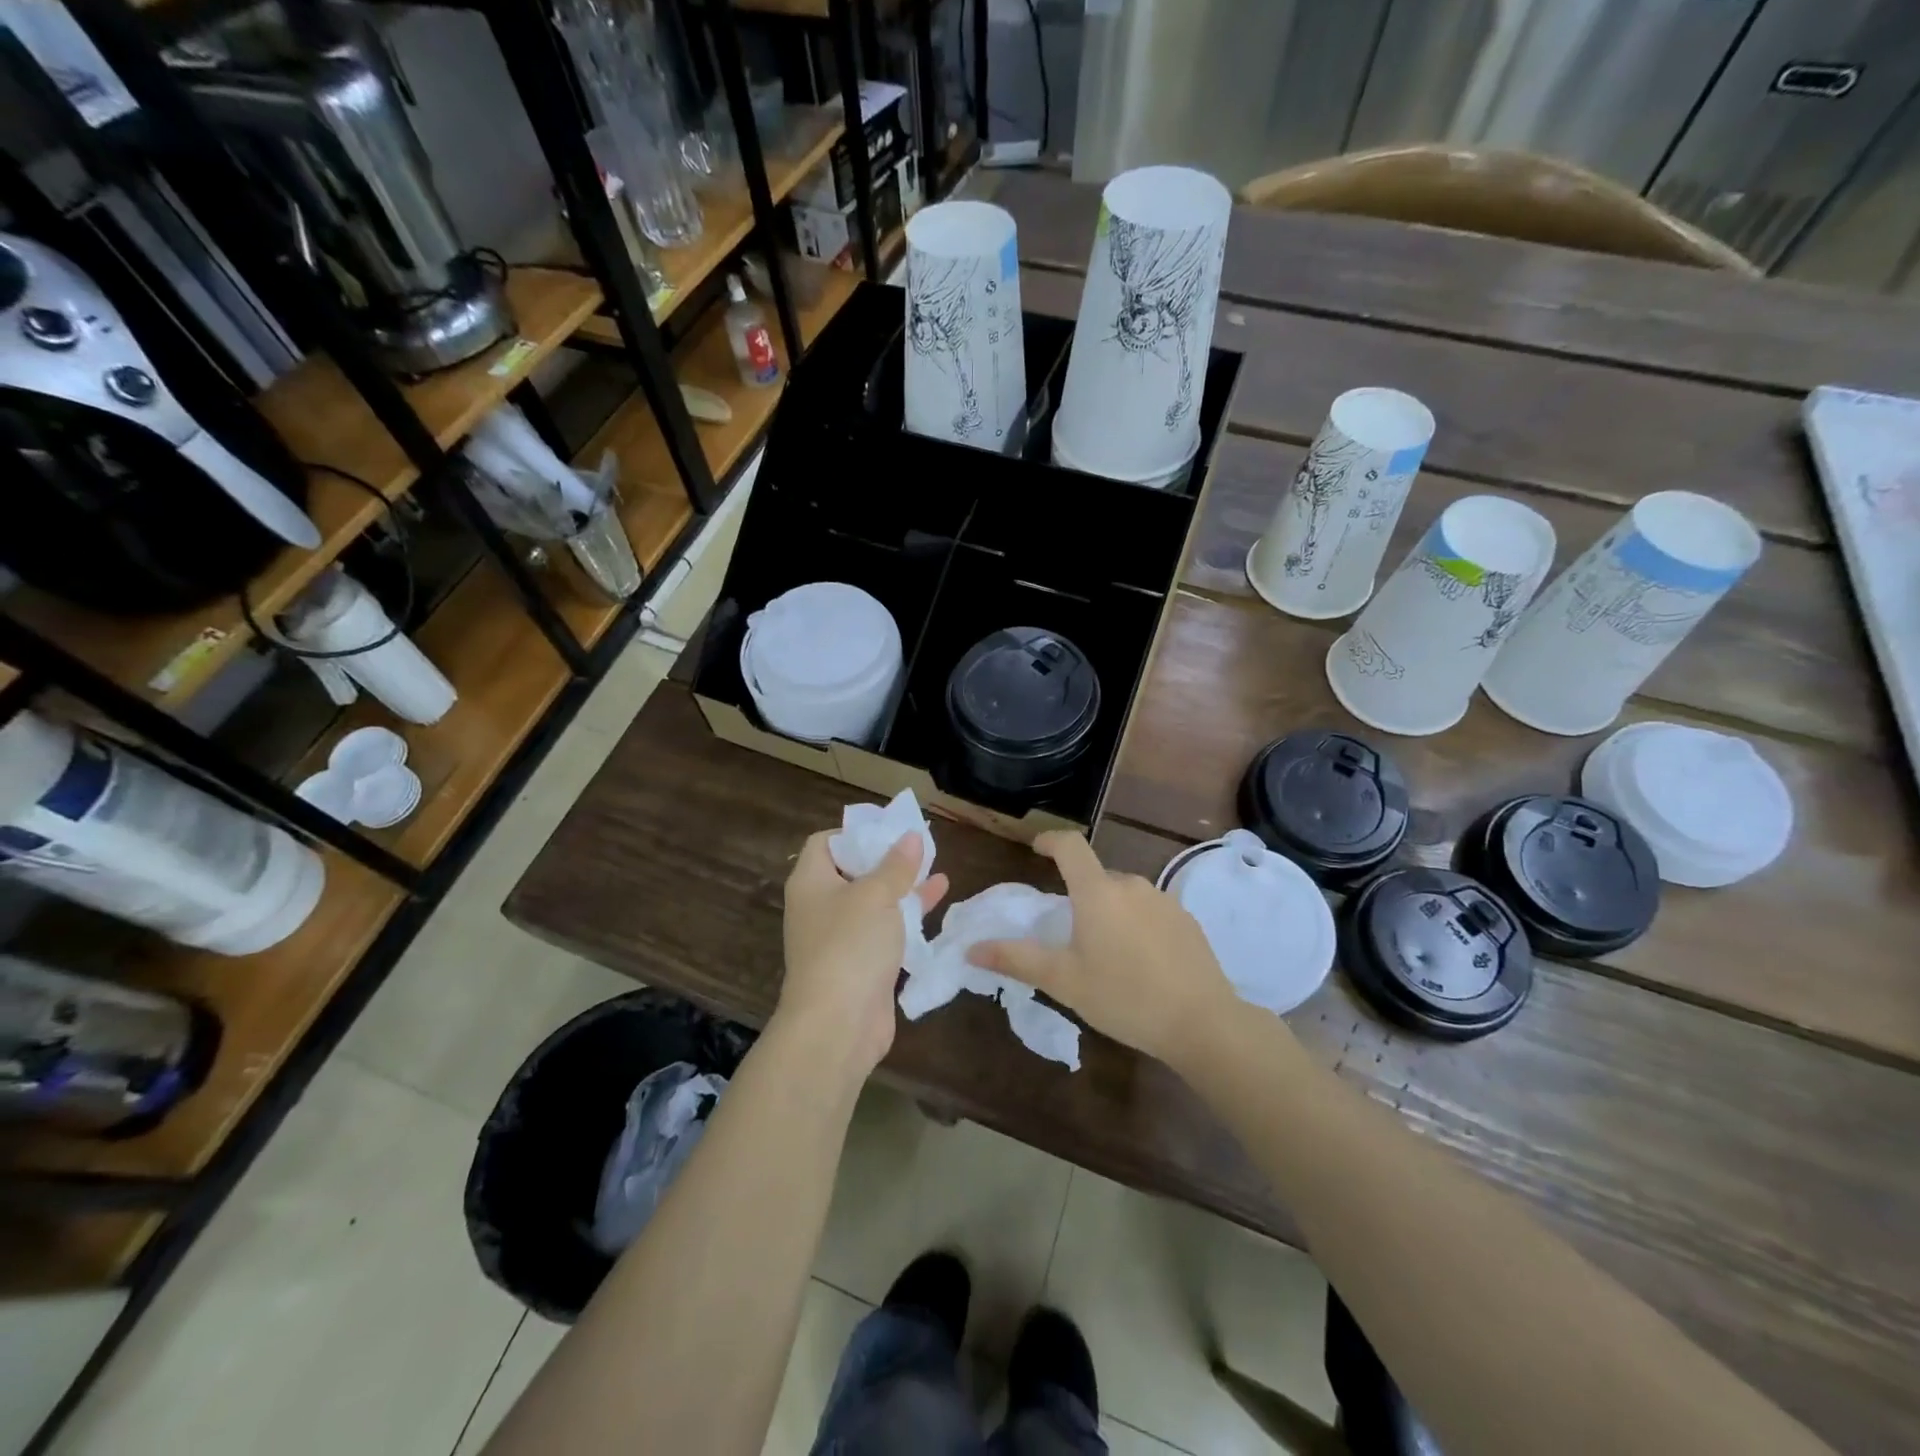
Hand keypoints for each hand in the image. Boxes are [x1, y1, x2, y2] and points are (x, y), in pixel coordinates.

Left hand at [778, 831, 948, 1077]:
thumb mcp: (876, 896)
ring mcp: (841, 938)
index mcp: (811, 882)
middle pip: (853, 872)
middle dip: (887, 860)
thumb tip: (910, 836)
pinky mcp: (862, 965)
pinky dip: (908, 918)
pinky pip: (885, 932)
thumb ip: (896, 865)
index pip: (825, 843)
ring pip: (874, 903)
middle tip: (921, 848)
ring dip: (903, 888)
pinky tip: (938, 904)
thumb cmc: (850, 946)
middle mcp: (821, 907)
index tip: (889, 830)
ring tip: (938, 870)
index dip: (855, 832)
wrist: (838, 1025)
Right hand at [969, 831, 1238, 1066]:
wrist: (1203, 1023)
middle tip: (1069, 935)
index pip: (1070, 846)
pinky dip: (1137, 926)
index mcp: (1098, 892)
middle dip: (1079, 895)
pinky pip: (1150, 911)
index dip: (1050, 840)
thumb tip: (972, 949)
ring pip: (1124, 896)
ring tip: (1107, 955)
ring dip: (1109, 913)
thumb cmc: (1124, 998)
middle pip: (1096, 877)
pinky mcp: (1187, 920)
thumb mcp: (1064, 981)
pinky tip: (1141, 964)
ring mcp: (1164, 900)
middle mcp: (1132, 885)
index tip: (1036, 848)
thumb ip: (1017, 959)